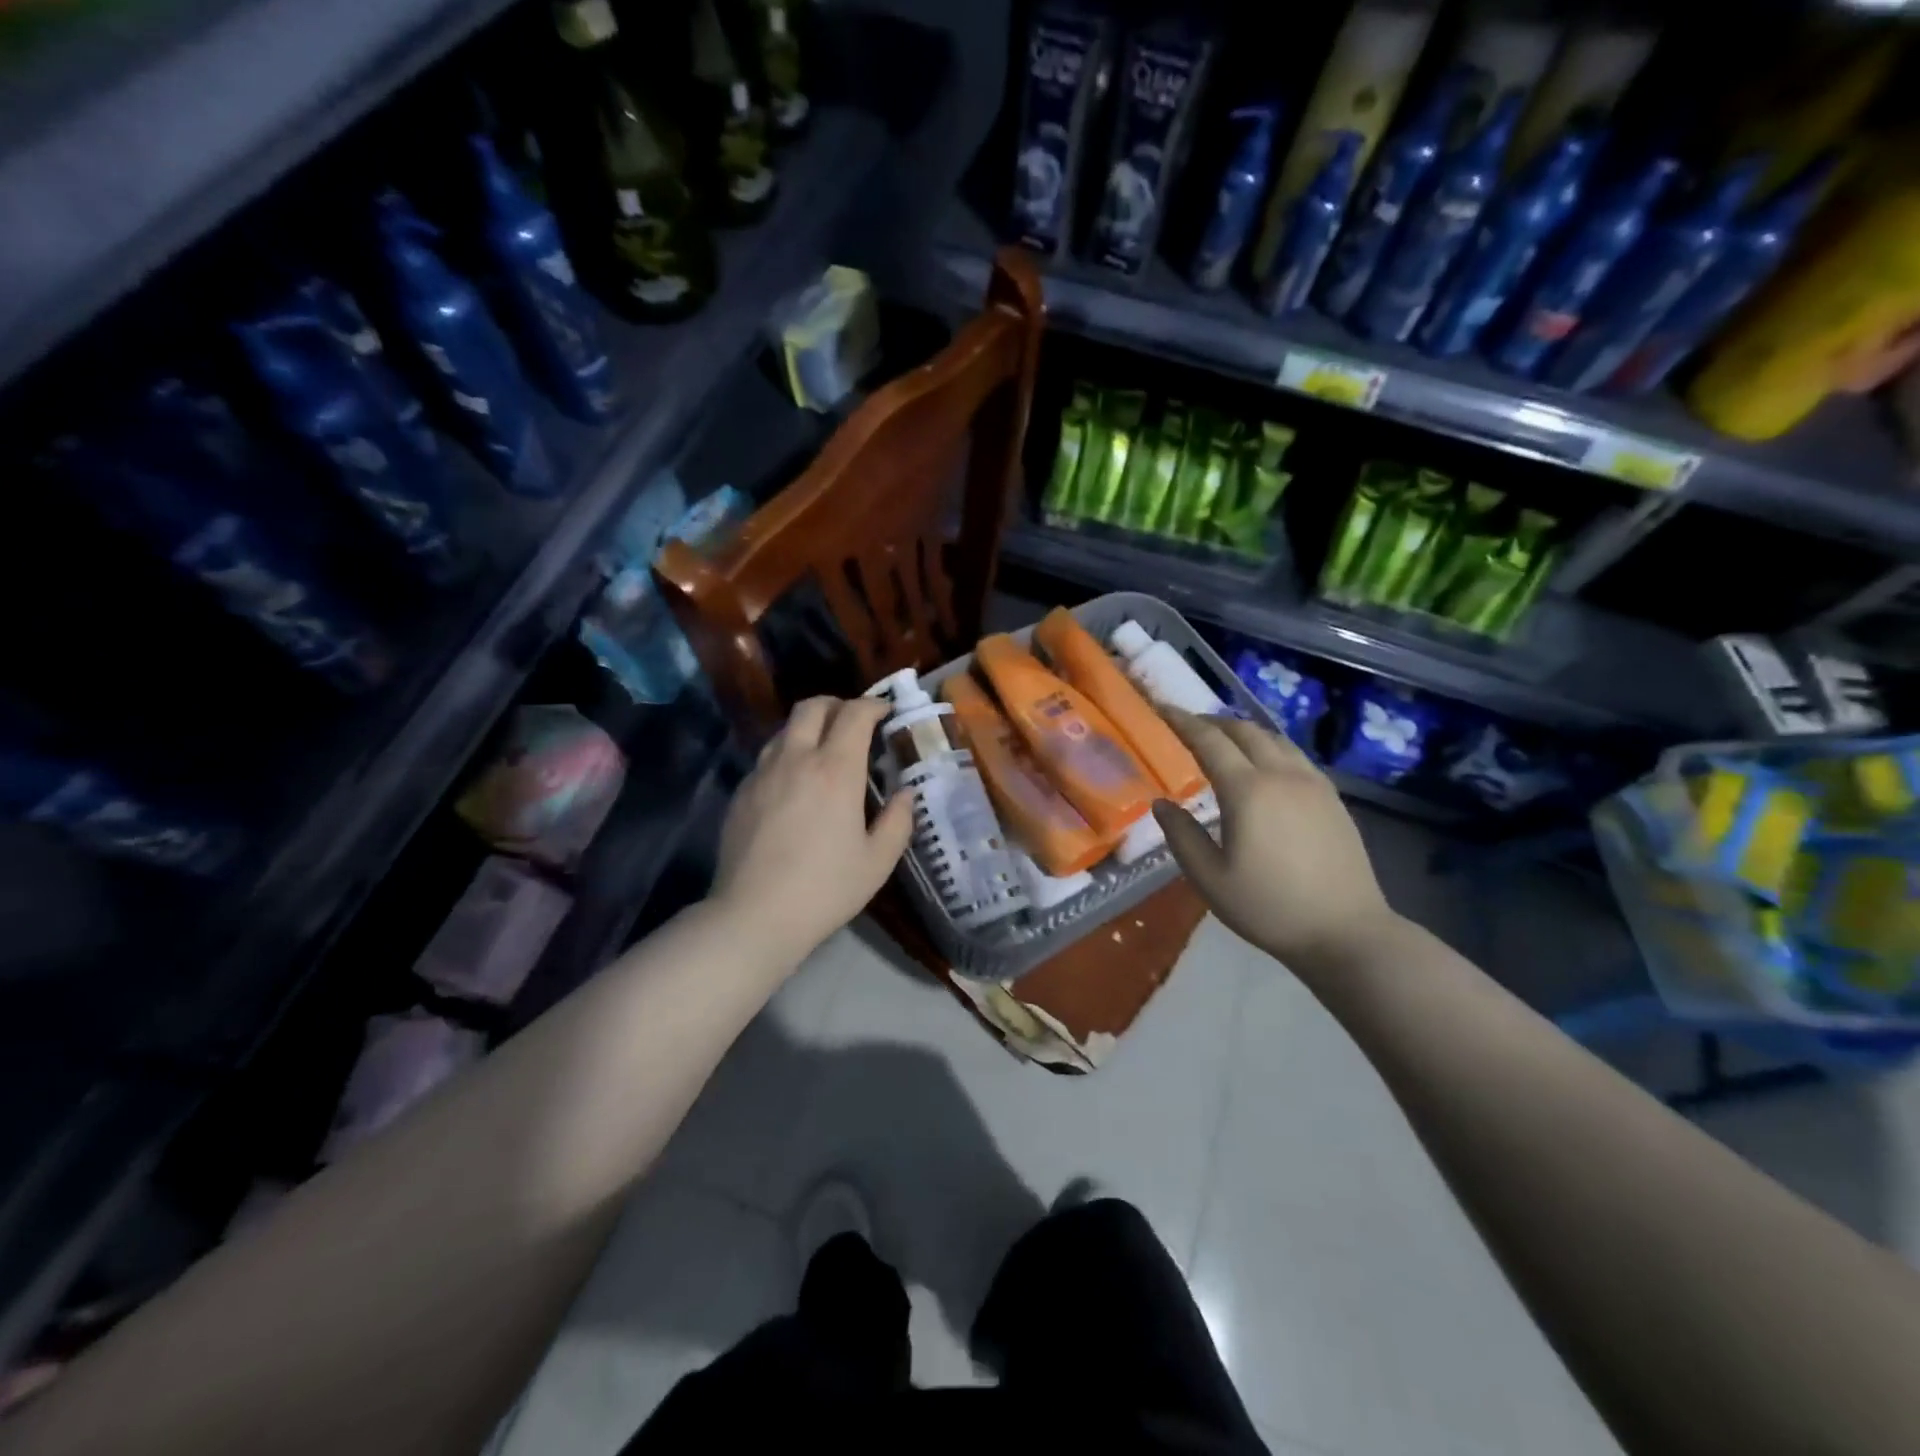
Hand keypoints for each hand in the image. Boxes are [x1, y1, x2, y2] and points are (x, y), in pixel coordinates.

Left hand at [711, 696, 912, 960]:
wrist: (754, 915)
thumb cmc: (825, 889)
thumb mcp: (877, 861)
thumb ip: (898, 821)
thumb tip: (904, 794)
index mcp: (835, 770)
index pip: (854, 714)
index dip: (873, 705)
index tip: (885, 711)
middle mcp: (796, 760)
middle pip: (812, 707)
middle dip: (837, 704)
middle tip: (853, 721)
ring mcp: (762, 774)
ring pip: (785, 729)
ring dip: (808, 727)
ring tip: (823, 750)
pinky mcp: (741, 793)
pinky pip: (766, 758)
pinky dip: (786, 755)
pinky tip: (794, 784)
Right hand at [1153, 710, 1398, 976]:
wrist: (1346, 931)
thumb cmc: (1269, 907)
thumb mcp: (1210, 879)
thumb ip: (1182, 836)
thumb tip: (1161, 803)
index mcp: (1248, 791)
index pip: (1209, 741)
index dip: (1183, 721)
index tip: (1162, 708)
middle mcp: (1282, 774)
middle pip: (1244, 730)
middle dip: (1212, 721)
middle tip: (1188, 725)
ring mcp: (1313, 783)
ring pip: (1273, 738)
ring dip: (1243, 731)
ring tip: (1223, 741)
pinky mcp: (1332, 797)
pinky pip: (1294, 755)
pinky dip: (1269, 747)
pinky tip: (1263, 765)